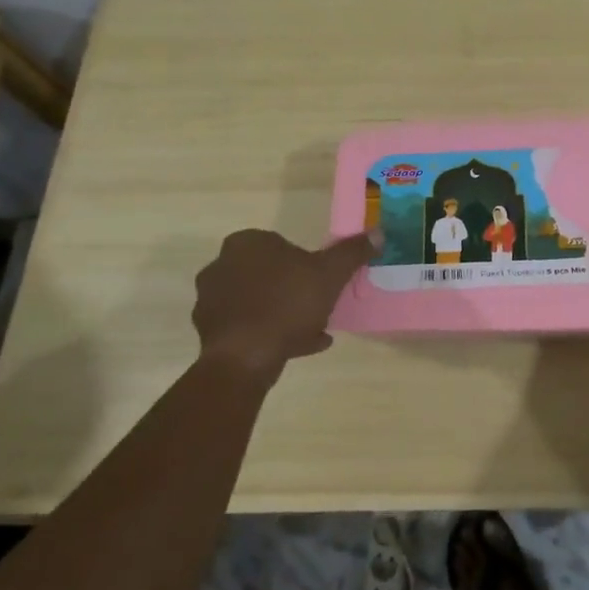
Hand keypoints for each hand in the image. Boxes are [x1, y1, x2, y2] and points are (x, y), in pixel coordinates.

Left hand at [191, 228, 377, 375]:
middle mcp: (221, 265)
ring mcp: (212, 300)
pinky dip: (271, 333)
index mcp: (246, 243)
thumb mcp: (331, 274)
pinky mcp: (210, 331)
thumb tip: (378, 232)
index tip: (323, 281)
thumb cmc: (287, 304)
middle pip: (270, 273)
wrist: (244, 357)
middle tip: (320, 305)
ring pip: (260, 301)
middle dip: (295, 289)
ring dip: (285, 313)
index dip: (306, 263)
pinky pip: (249, 327)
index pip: (281, 244)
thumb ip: (352, 252)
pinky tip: (298, 347)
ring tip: (314, 331)